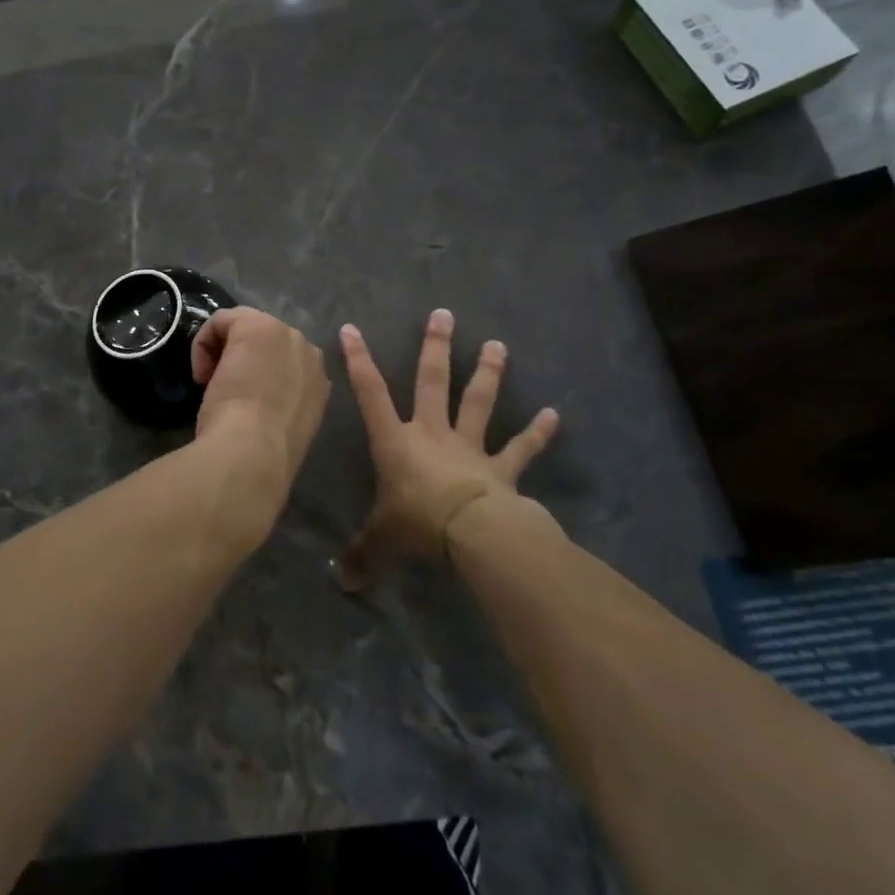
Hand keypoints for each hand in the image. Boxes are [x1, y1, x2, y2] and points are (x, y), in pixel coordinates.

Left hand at [191, 307, 330, 533]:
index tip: (242, 403)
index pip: (282, 365)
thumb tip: (263, 407)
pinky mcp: (255, 324)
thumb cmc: (264, 451)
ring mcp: (285, 333)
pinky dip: (204, 342)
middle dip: (244, 359)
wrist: (253, 451)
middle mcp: (308, 352)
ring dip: (226, 351)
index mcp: (318, 382)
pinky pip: (222, 320)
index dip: (258, 377)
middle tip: (225, 388)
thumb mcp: (281, 427)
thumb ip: (281, 407)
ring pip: (245, 327)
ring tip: (211, 383)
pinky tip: (202, 374)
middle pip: (266, 342)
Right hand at [336, 309, 559, 589]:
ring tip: (498, 345)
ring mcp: (470, 448)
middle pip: (432, 382)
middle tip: (443, 315)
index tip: (352, 329)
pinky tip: (554, 415)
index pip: (370, 394)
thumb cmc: (418, 525)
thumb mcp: (381, 541)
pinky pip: (521, 449)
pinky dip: (537, 433)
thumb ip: (361, 555)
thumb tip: (340, 580)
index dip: (359, 361)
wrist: (473, 534)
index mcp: (397, 442)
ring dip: (488, 374)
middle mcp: (432, 434)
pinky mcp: (502, 469)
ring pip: (478, 403)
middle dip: (436, 348)